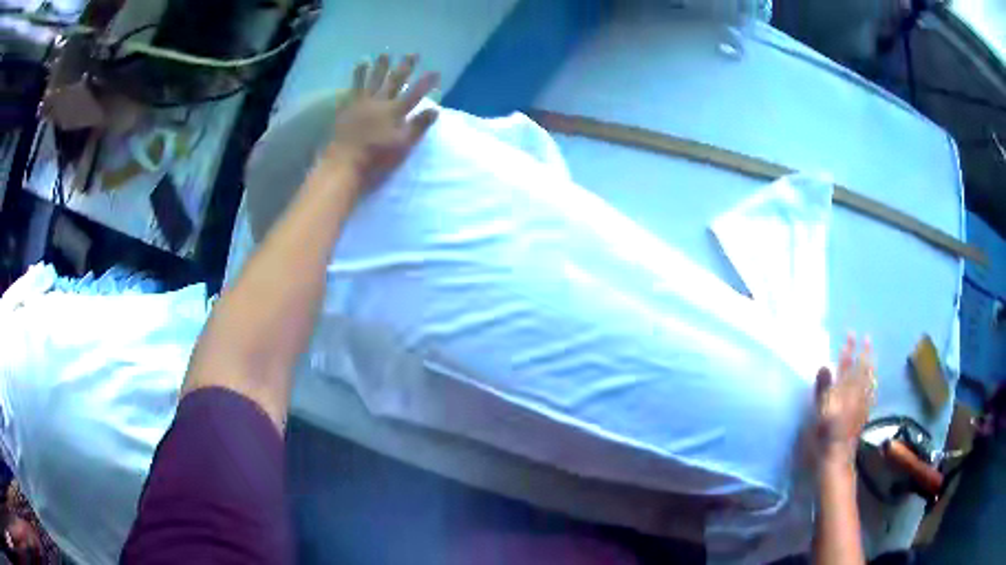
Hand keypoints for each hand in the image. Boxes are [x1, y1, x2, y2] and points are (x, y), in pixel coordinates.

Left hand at [319, 54, 439, 192]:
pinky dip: (357, 76)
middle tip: (412, 54)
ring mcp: (361, 103)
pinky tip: (359, 66)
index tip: (436, 71)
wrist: (344, 162)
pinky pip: (353, 88)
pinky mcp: (347, 108)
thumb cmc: (376, 157)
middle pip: (394, 81)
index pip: (415, 93)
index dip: (426, 82)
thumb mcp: (403, 145)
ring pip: (373, 80)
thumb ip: (418, 126)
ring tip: (384, 54)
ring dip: (379, 66)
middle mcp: (379, 102)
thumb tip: (435, 109)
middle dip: (405, 67)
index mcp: (395, 112)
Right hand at [813, 334, 876, 466]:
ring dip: (870, 365)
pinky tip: (874, 381)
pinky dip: (873, 384)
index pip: (846, 366)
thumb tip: (824, 365)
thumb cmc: (823, 438)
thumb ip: (822, 389)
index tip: (850, 334)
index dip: (848, 350)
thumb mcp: (819, 413)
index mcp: (843, 392)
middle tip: (866, 338)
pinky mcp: (863, 415)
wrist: (836, 460)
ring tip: (872, 354)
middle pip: (860, 370)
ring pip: (868, 380)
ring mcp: (861, 405)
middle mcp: (855, 395)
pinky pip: (871, 394)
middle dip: (863, 353)